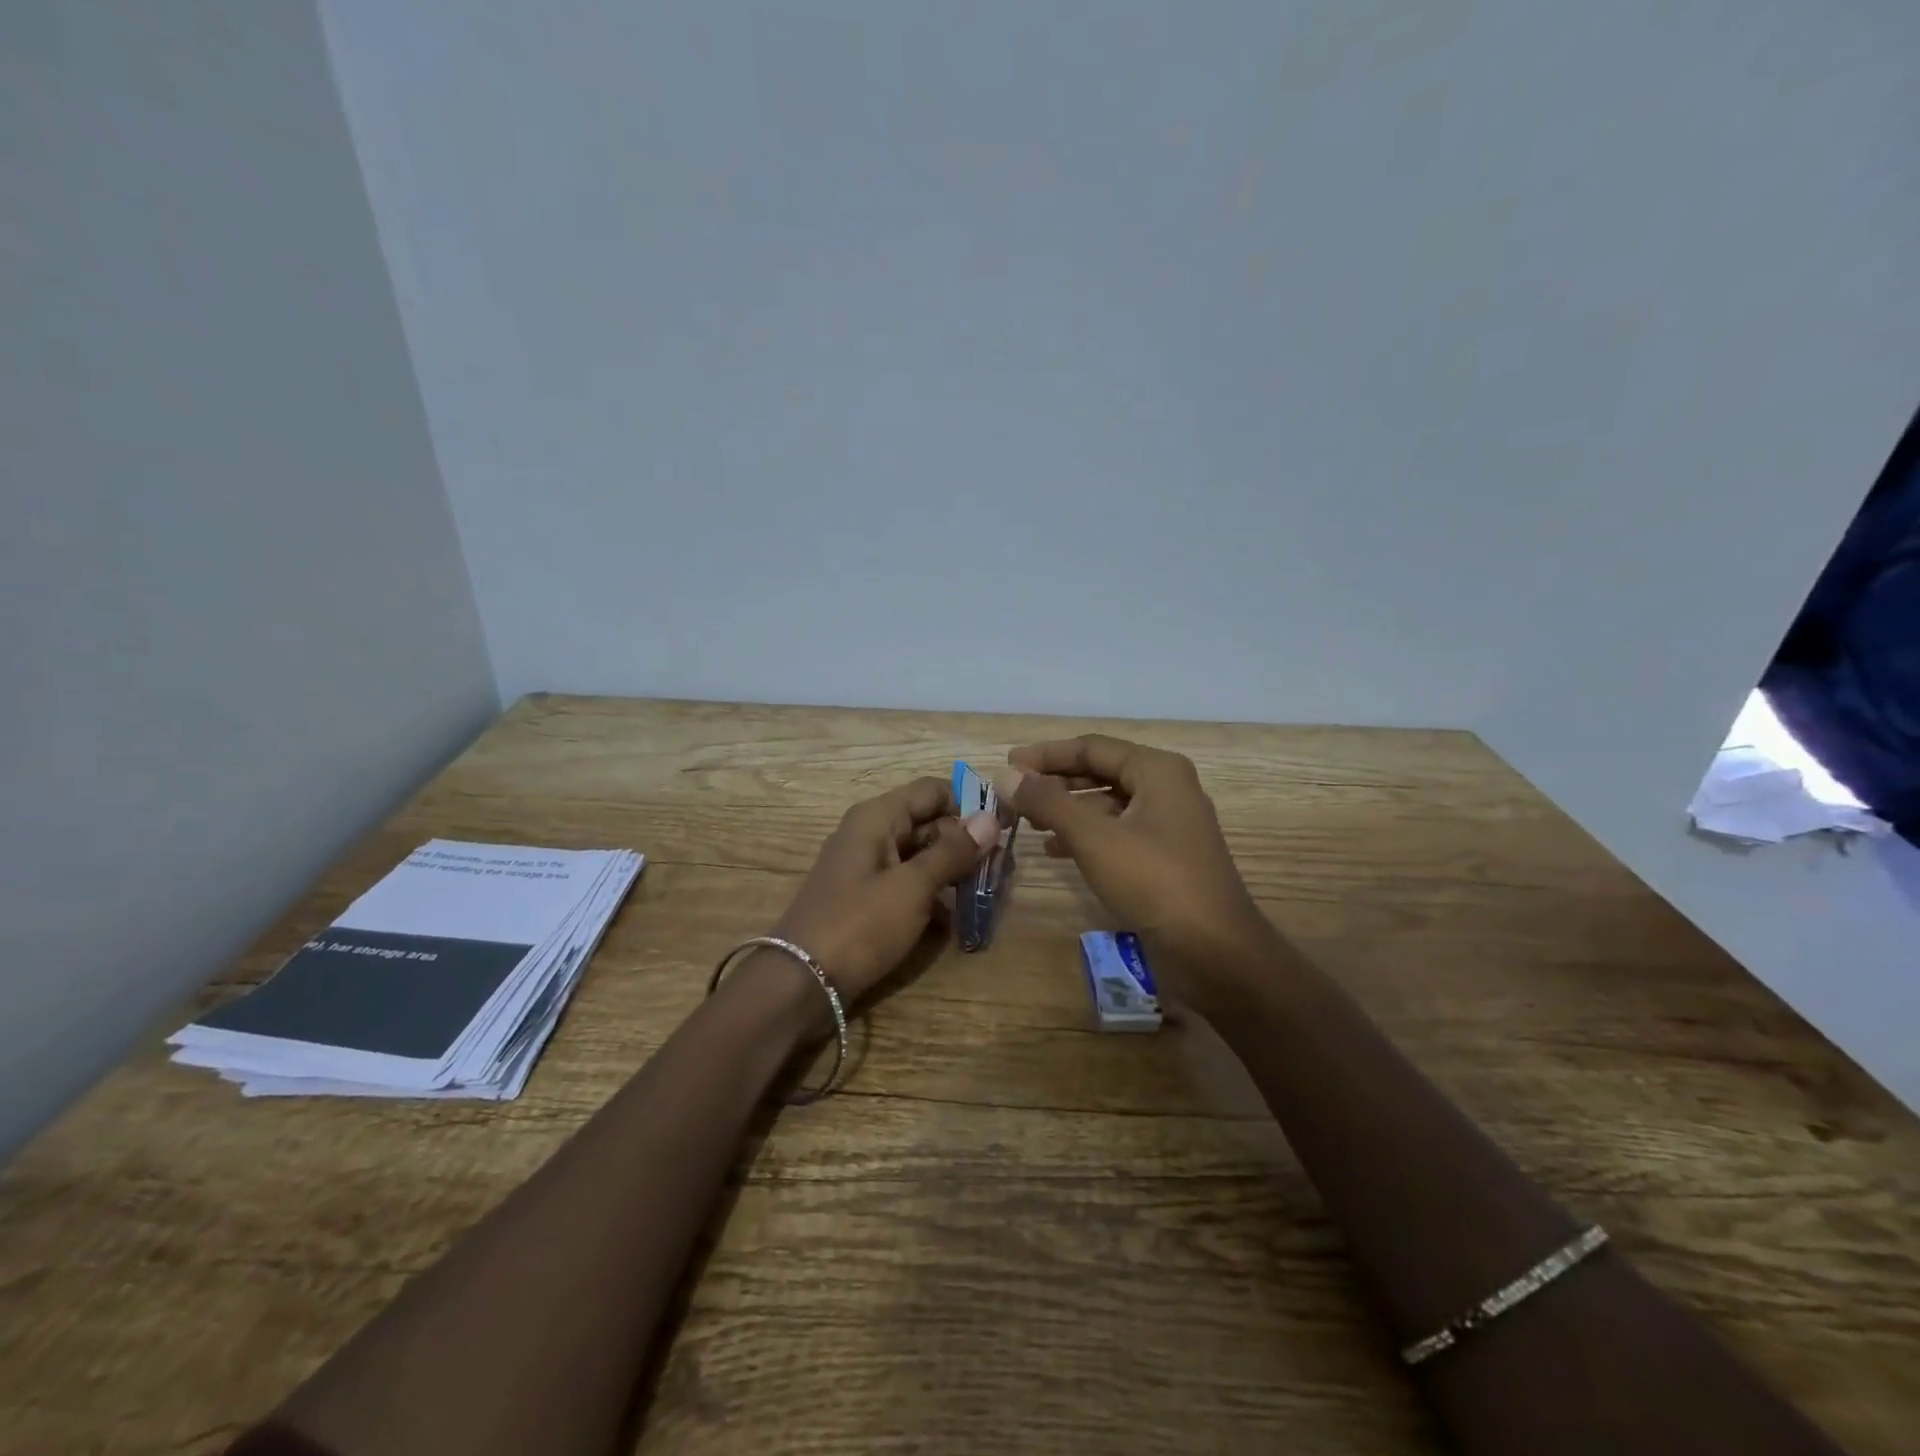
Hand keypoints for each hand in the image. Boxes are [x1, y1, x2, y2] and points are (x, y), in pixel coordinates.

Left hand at [769, 776, 999, 1008]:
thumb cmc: (859, 925)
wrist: (801, 982)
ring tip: (983, 895)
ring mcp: (865, 867)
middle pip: (927, 822)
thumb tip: (990, 818)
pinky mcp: (865, 899)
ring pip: (919, 856)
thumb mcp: (912, 887)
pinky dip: (929, 896)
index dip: (968, 804)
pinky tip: (952, 921)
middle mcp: (870, 833)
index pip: (932, 790)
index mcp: (877, 817)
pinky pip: (905, 884)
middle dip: (963, 843)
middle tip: (999, 870)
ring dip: (950, 872)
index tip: (1002, 829)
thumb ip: (952, 852)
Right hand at [993, 735, 1279, 1008]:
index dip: (1046, 754)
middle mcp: (1166, 788)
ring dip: (1067, 810)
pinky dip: (1085, 835)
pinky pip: (1117, 831)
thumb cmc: (1155, 882)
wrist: (1216, 952)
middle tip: (1014, 794)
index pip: (1091, 747)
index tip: (1007, 764)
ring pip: (1107, 804)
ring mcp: (1169, 823)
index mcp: (1157, 770)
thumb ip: (1048, 802)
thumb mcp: (1094, 838)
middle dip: (1055, 782)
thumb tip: (1006, 774)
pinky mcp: (1165, 856)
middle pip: (1100, 772)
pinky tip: (1055, 850)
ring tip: (1028, 822)